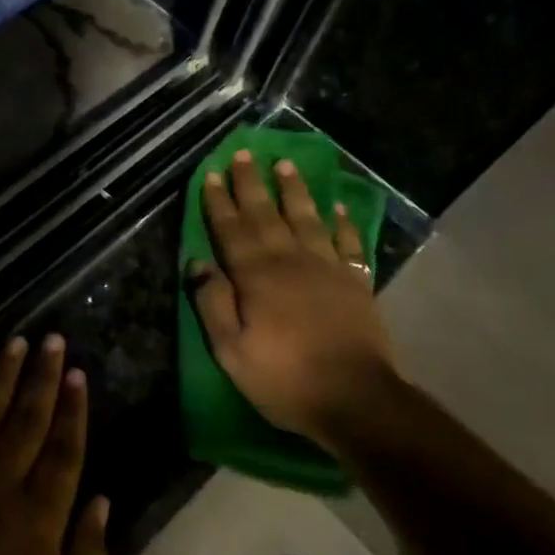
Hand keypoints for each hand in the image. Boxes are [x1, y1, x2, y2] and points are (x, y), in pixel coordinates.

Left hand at [0, 334, 109, 554]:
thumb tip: (103, 499)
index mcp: (40, 516)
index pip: (63, 449)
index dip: (73, 409)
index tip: (79, 373)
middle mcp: (2, 484)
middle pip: (28, 419)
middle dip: (43, 377)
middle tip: (53, 339)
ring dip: (2, 375)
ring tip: (16, 342)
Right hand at [191, 149, 398, 442]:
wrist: (357, 400)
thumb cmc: (285, 378)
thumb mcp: (232, 352)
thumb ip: (212, 304)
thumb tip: (197, 264)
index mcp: (256, 277)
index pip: (232, 230)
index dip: (220, 202)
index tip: (213, 174)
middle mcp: (290, 261)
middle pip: (266, 215)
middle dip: (252, 184)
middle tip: (244, 154)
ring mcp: (327, 269)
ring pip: (307, 219)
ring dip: (294, 191)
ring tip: (285, 164)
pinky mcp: (356, 282)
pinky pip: (349, 243)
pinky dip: (344, 223)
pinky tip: (339, 207)